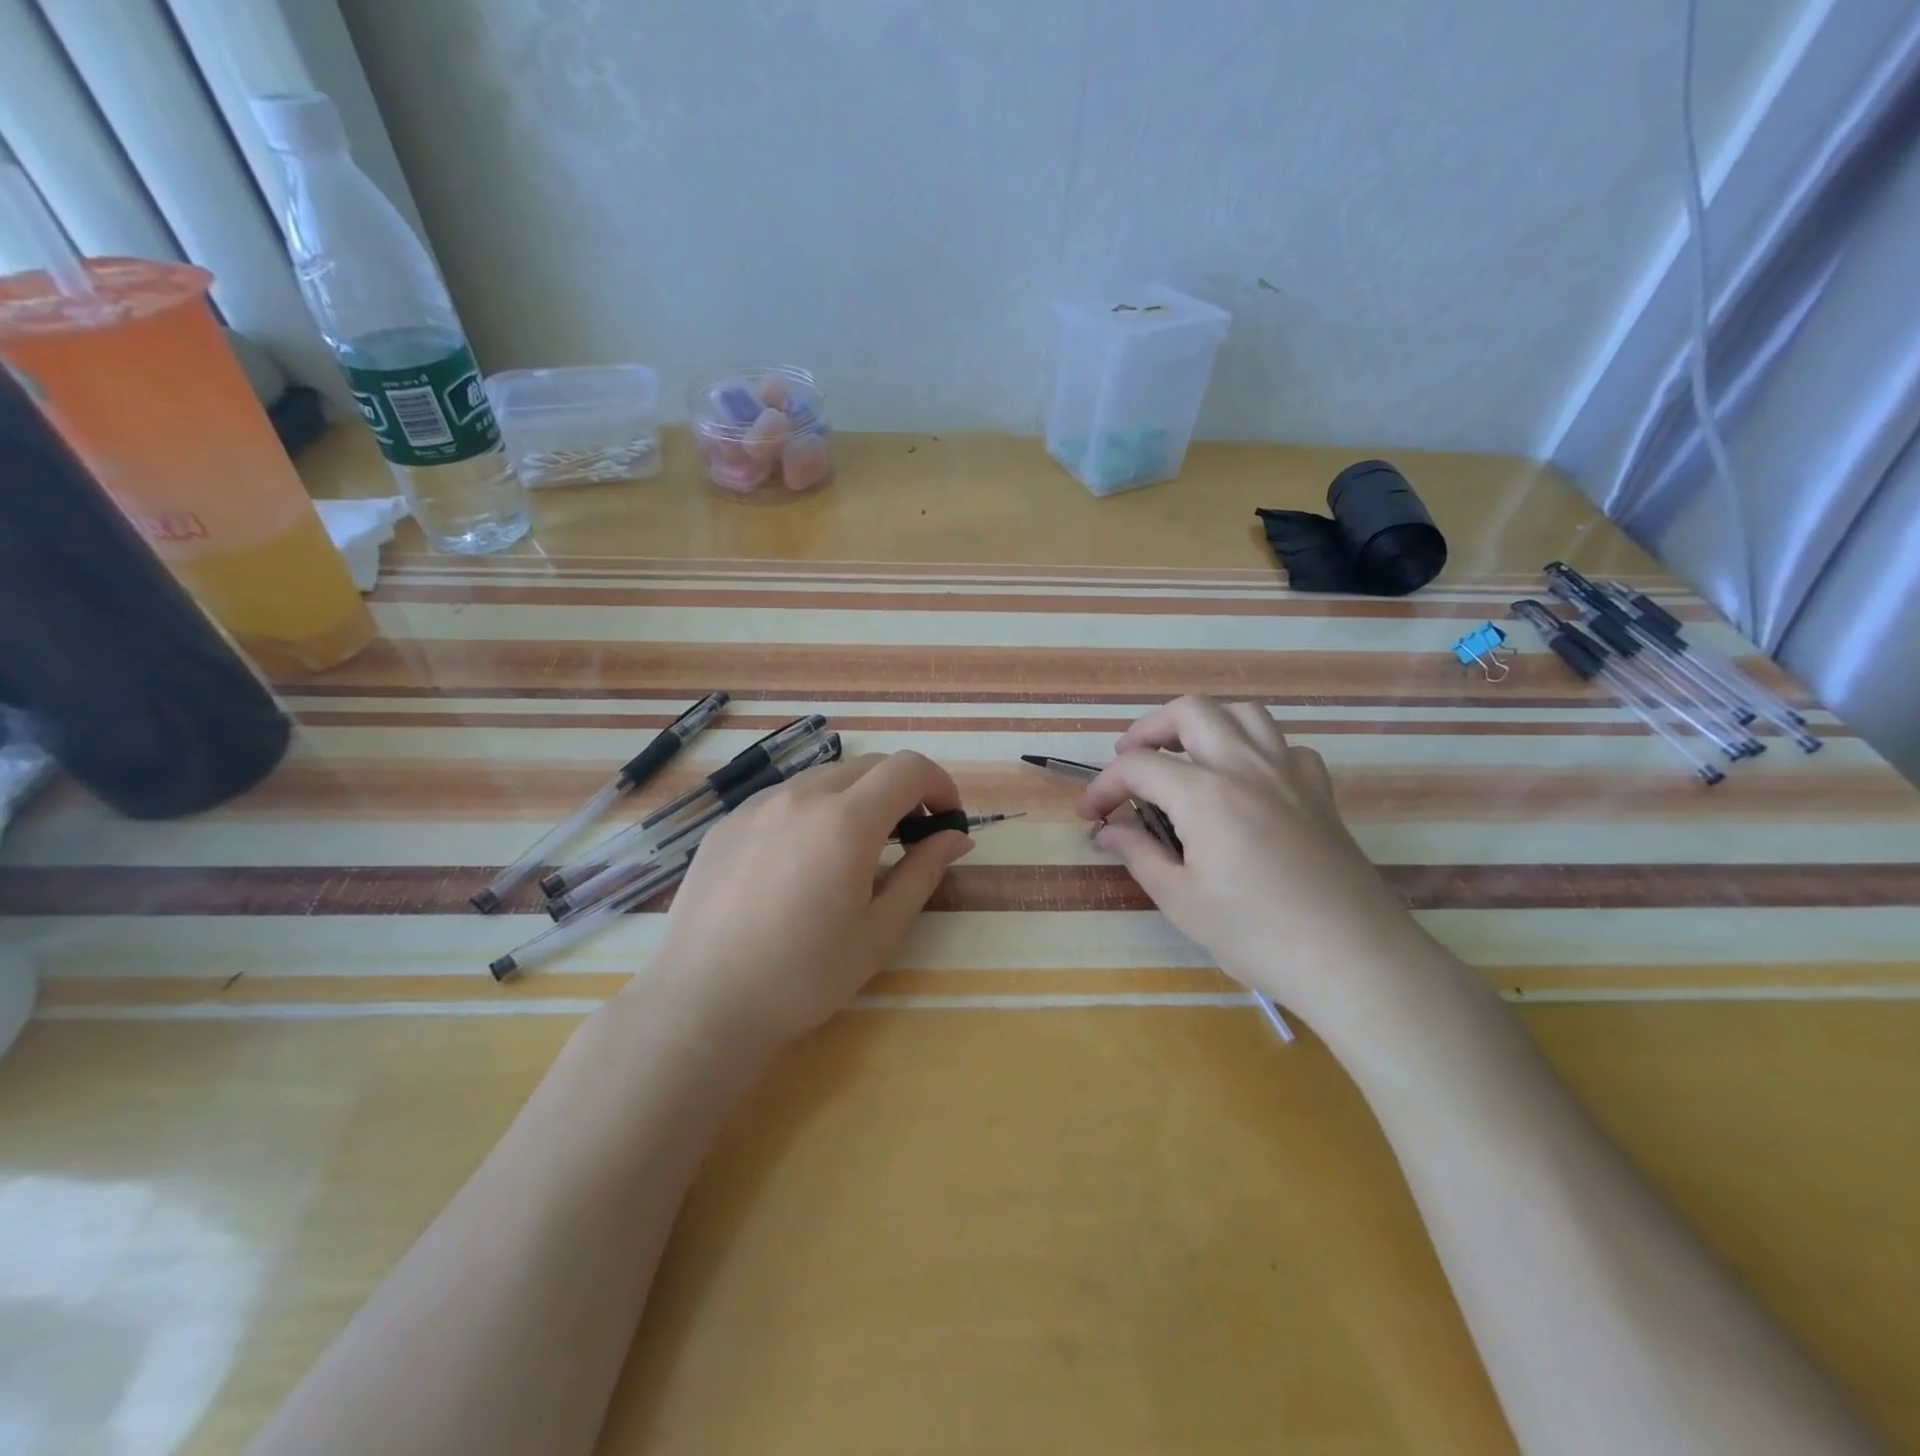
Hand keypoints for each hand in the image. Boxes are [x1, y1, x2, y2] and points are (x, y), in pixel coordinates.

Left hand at [645, 751, 973, 1052]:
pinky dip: (813, 810)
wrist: (703, 1004)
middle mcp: (801, 796)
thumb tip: (955, 837)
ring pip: (825, 777)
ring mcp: (757, 804)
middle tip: (909, 838)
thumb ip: (923, 872)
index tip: (946, 822)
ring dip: (857, 798)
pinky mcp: (727, 822)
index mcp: (846, 821)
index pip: (908, 768)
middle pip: (869, 766)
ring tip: (853, 851)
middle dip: (902, 791)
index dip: (939, 785)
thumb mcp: (879, 931)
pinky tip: (801, 861)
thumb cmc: (804, 976)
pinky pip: (784, 797)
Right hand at [1081, 696, 1432, 1028]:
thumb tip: (1108, 830)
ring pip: (1243, 714)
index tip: (1090, 814)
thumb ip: (1139, 854)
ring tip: (1186, 758)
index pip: (1138, 766)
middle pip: (1190, 711)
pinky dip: (1256, 750)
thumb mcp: (1181, 900)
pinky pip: (1285, 746)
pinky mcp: (1319, 792)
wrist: (1353, 959)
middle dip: (1149, 729)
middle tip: (1131, 763)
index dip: (1104, 786)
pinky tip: (1248, 782)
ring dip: (1205, 725)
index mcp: (1205, 793)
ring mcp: (1289, 774)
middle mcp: (1245, 766)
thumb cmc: (1257, 934)